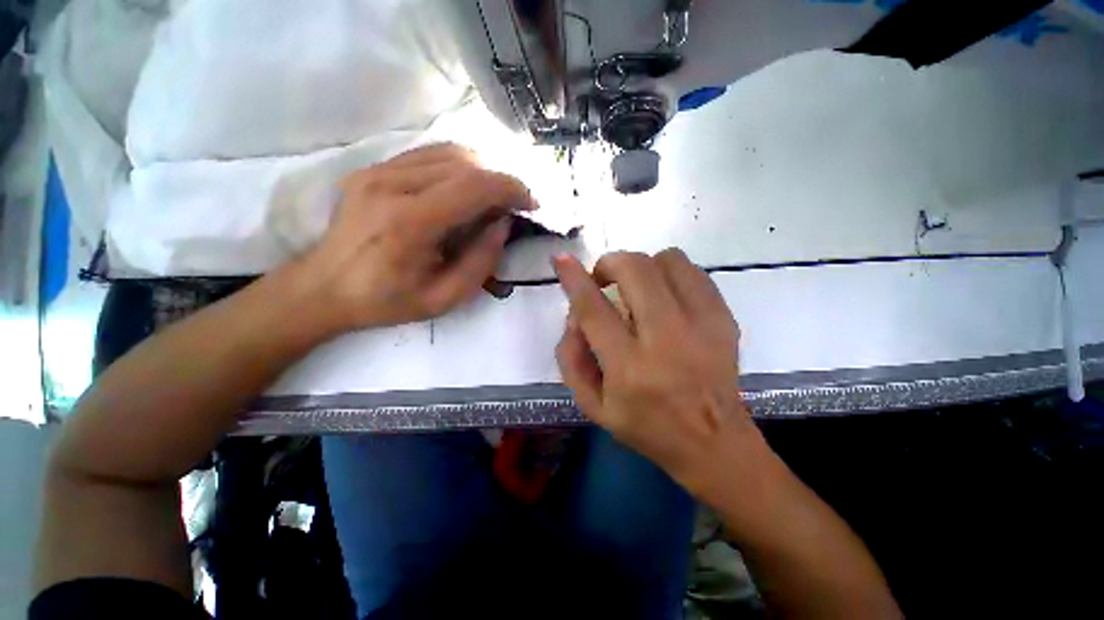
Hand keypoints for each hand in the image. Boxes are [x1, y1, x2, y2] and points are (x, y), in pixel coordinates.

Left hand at [299, 144, 535, 331]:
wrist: (323, 288)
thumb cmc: (386, 301)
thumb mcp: (444, 299)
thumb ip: (481, 262)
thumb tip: (503, 224)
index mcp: (409, 223)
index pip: (473, 185)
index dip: (512, 188)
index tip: (532, 202)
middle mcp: (391, 184)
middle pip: (464, 163)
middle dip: (501, 180)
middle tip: (514, 206)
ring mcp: (377, 171)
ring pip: (448, 152)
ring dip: (481, 172)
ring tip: (492, 199)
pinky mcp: (372, 168)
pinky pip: (428, 154)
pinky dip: (458, 167)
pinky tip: (464, 189)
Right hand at [553, 249, 762, 497]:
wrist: (714, 442)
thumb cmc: (646, 426)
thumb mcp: (592, 406)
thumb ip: (571, 358)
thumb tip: (573, 315)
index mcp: (629, 368)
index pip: (594, 310)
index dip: (574, 278)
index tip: (562, 259)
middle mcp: (667, 340)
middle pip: (634, 271)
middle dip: (610, 264)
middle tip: (604, 280)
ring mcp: (702, 325)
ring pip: (667, 261)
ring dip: (641, 267)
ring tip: (636, 288)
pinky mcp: (724, 319)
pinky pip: (693, 272)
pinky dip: (669, 274)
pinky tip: (663, 296)